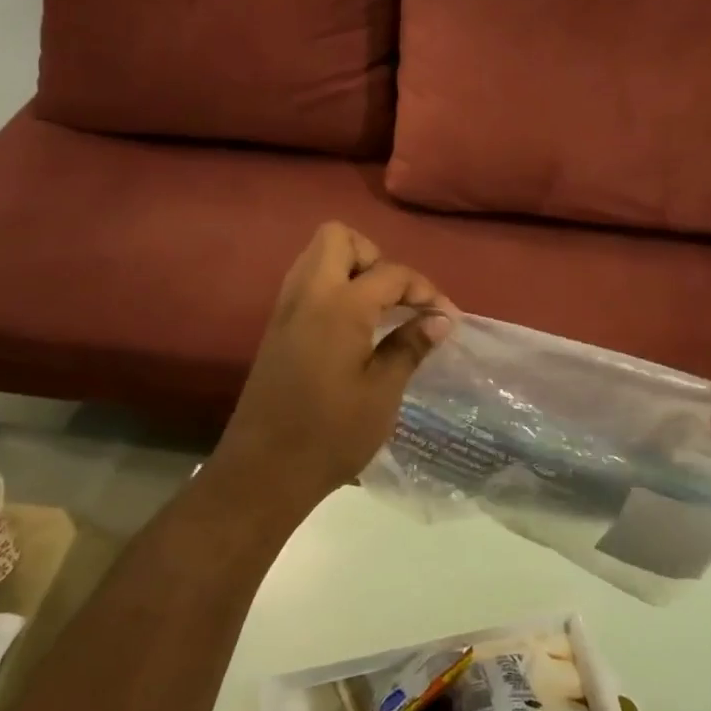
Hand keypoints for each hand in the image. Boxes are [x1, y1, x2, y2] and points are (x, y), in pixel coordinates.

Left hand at [212, 222, 455, 514]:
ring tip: (381, 310)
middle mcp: (308, 295)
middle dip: (375, 257)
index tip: (447, 318)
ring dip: (352, 269)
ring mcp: (286, 310)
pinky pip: (307, 284)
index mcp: (338, 306)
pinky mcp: (277, 329)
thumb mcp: (382, 392)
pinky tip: (355, 327)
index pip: (390, 273)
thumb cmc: (330, 434)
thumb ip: (410, 346)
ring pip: (318, 258)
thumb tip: (441, 319)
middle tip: (397, 298)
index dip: (424, 290)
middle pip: (339, 238)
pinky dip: (334, 289)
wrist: (263, 472)